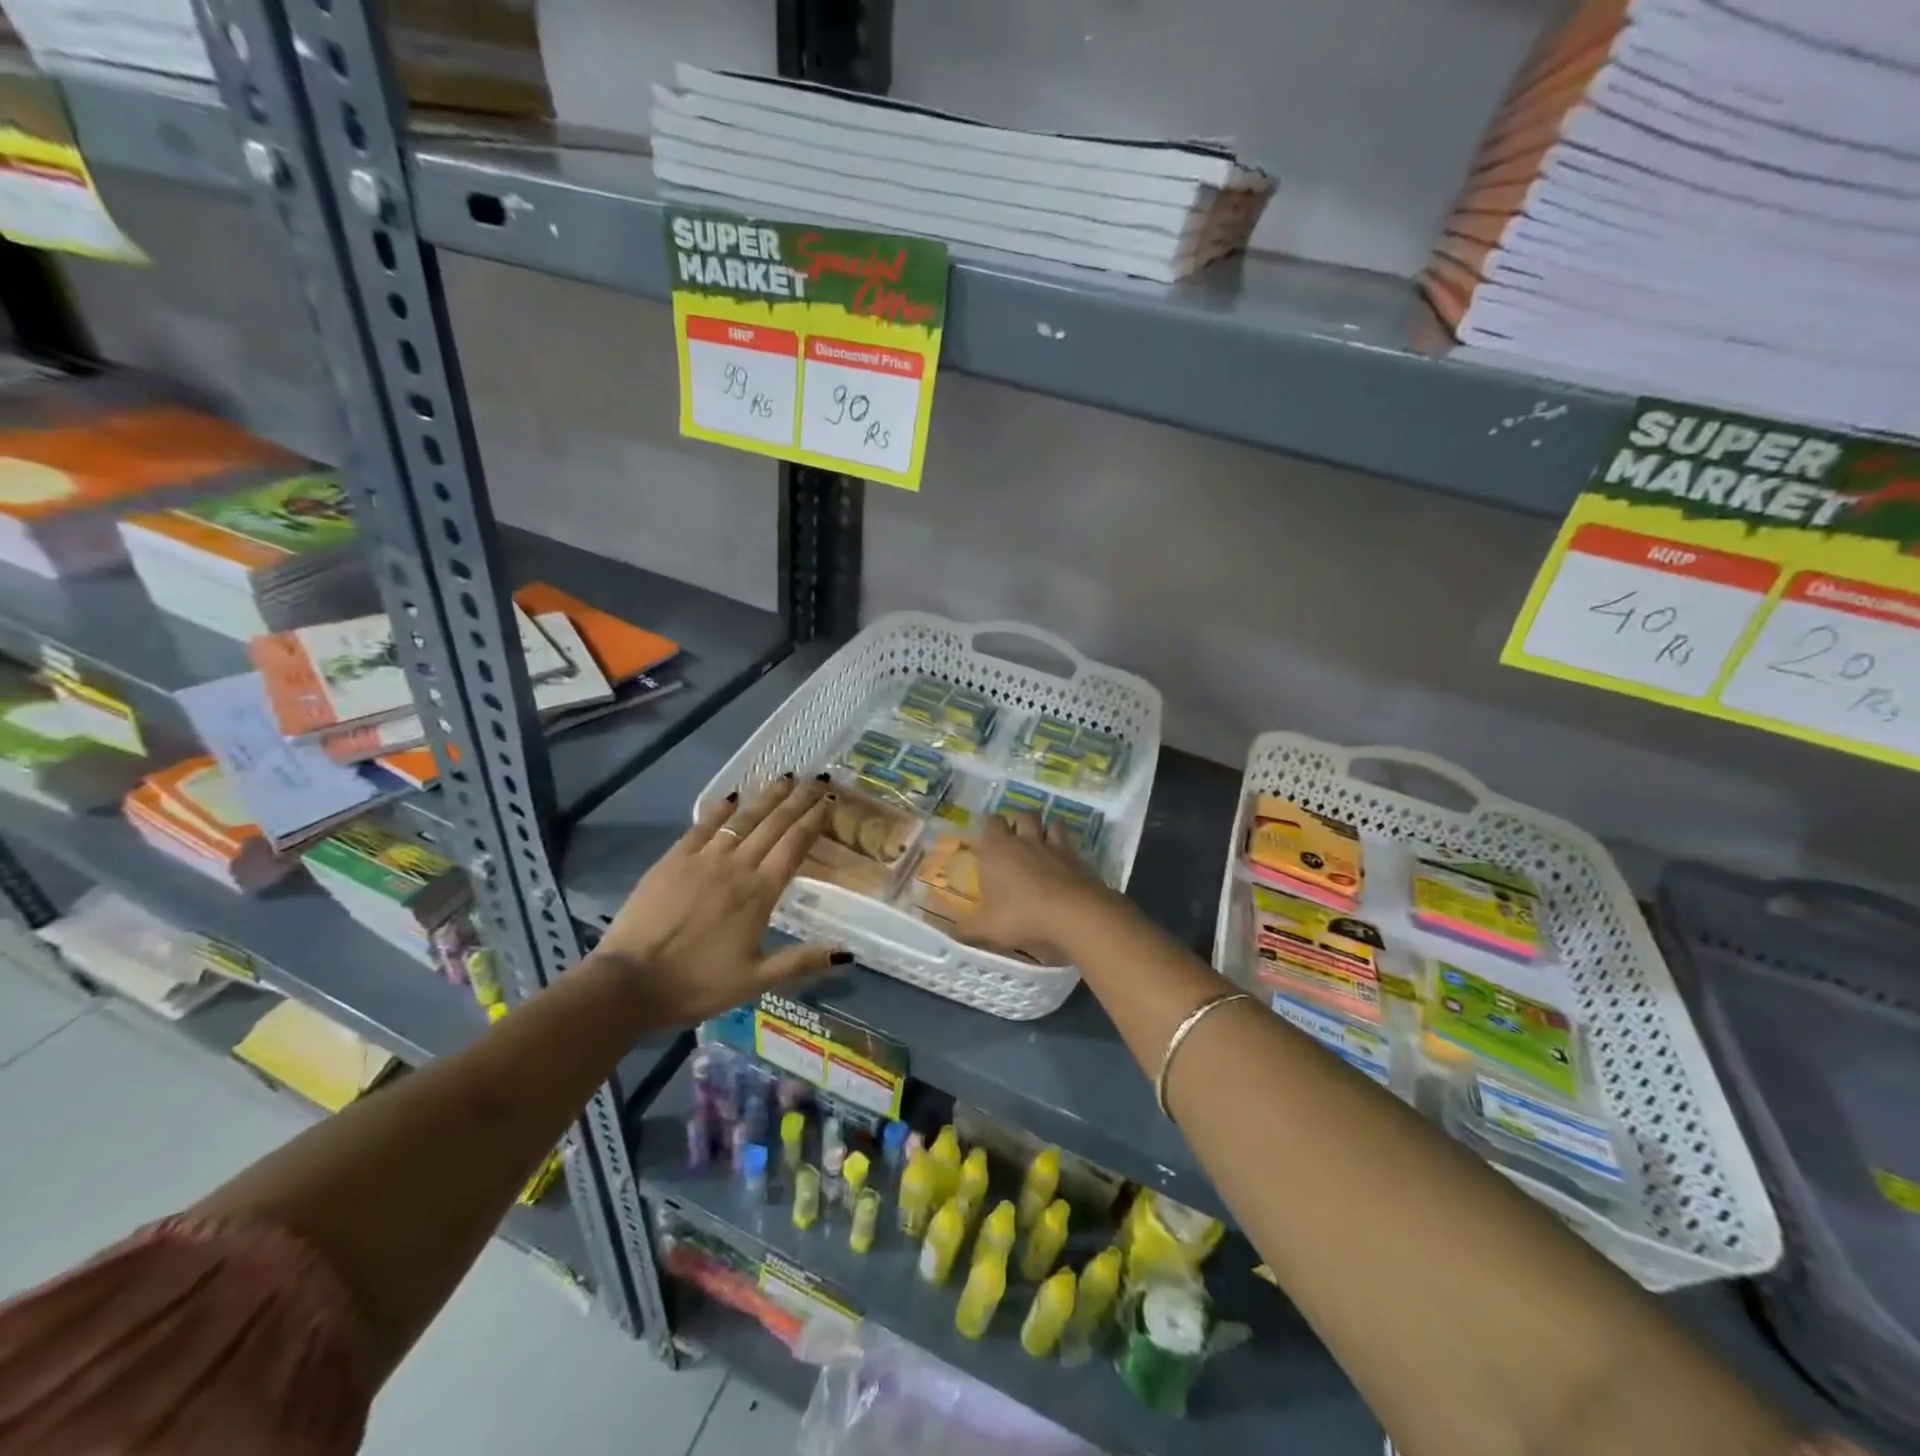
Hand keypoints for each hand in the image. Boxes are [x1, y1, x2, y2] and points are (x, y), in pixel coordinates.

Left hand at [594, 775, 846, 1024]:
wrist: (629, 983)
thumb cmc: (697, 985)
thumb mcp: (755, 981)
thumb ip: (802, 962)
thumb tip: (848, 955)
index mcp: (760, 894)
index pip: (795, 846)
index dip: (814, 820)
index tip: (830, 800)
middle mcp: (737, 867)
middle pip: (774, 825)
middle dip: (798, 800)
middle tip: (817, 778)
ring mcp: (703, 860)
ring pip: (742, 820)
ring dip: (766, 797)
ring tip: (785, 778)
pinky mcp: (673, 860)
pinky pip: (703, 826)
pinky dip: (720, 810)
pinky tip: (733, 796)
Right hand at [959, 812, 1125, 962]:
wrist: (1074, 913)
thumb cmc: (1022, 915)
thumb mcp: (988, 928)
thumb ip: (968, 929)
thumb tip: (951, 932)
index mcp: (997, 849)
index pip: (991, 822)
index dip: (990, 827)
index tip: (989, 840)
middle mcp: (1025, 841)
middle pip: (1023, 815)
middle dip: (1019, 822)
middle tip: (1016, 840)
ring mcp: (1054, 847)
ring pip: (1051, 822)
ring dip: (1047, 829)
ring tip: (1043, 844)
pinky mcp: (1078, 859)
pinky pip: (1071, 845)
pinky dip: (1066, 851)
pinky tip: (1065, 866)